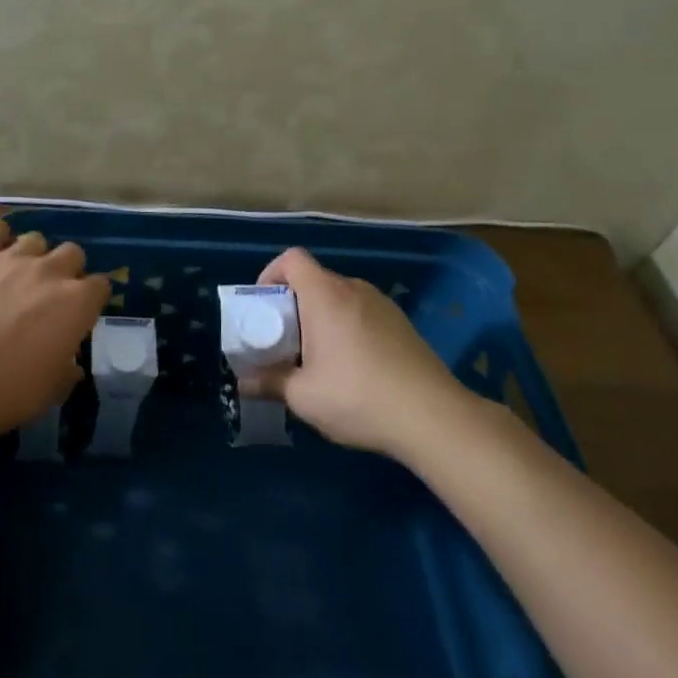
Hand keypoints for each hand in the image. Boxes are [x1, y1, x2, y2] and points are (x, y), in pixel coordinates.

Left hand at [0, 220, 108, 438]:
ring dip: (33, 255)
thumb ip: (66, 372)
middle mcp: (51, 272)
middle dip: (67, 270)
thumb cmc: (6, 391)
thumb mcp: (49, 392)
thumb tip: (71, 367)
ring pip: (36, 238)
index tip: (80, 314)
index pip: (101, 285)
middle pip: (73, 252)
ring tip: (18, 276)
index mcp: (77, 304)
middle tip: (50, 294)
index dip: (91, 299)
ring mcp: (13, 258)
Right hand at [238, 247, 471, 456]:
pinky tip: (351, 368)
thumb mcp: (303, 396)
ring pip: (339, 299)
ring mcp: (383, 305)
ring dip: (321, 319)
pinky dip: (346, 328)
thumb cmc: (358, 397)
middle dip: (293, 305)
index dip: (271, 274)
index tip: (263, 308)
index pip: (292, 259)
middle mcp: (354, 289)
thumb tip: (243, 383)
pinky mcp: (402, 324)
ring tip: (317, 359)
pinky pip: (362, 313)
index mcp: (326, 295)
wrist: (434, 417)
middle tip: (284, 342)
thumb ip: (269, 383)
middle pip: (314, 280)